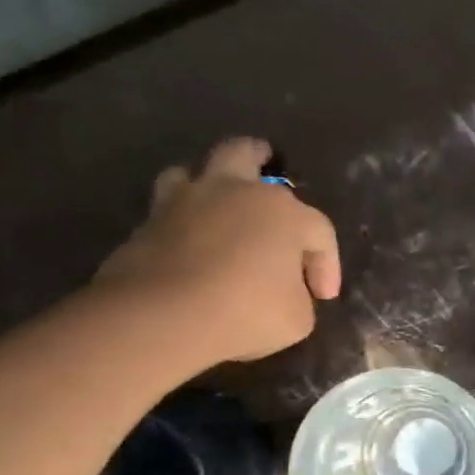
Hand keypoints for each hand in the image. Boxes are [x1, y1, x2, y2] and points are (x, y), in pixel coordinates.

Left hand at [94, 137, 340, 367]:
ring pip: (195, 172)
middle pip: (246, 155)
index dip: (327, 264)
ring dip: (209, 183)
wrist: (162, 318)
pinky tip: (187, 243)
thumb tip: (284, 291)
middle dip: (260, 159)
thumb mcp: (297, 318)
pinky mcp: (147, 224)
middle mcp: (235, 193)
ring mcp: (184, 203)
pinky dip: (181, 221)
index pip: (319, 231)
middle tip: (267, 164)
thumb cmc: (247, 312)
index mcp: (283, 212)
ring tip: (216, 203)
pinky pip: (168, 211)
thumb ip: (297, 296)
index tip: (323, 297)